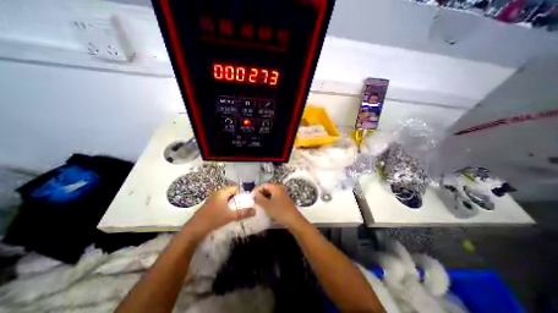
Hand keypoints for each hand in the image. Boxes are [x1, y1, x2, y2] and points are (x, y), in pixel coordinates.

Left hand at [184, 185, 253, 242]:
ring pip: (225, 197)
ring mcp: (211, 198)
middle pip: (230, 192)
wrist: (194, 229)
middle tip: (240, 207)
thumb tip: (255, 211)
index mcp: (222, 192)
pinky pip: (220, 201)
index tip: (243, 202)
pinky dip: (224, 205)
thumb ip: (243, 213)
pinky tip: (225, 214)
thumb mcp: (231, 216)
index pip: (235, 188)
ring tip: (234, 211)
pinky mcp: (208, 204)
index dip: (241, 193)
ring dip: (230, 203)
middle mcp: (217, 193)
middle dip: (236, 199)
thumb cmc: (214, 219)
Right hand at [254, 182, 304, 228]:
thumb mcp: (267, 205)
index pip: (264, 185)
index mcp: (276, 187)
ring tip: (257, 205)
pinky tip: (264, 208)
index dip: (257, 190)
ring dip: (263, 199)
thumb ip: (259, 198)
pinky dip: (268, 202)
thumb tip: (254, 195)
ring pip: (270, 195)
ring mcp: (282, 196)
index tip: (251, 197)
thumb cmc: (280, 211)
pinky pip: (273, 199)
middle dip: (260, 194)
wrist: (294, 221)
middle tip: (253, 201)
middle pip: (267, 189)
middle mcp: (280, 189)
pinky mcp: (283, 202)